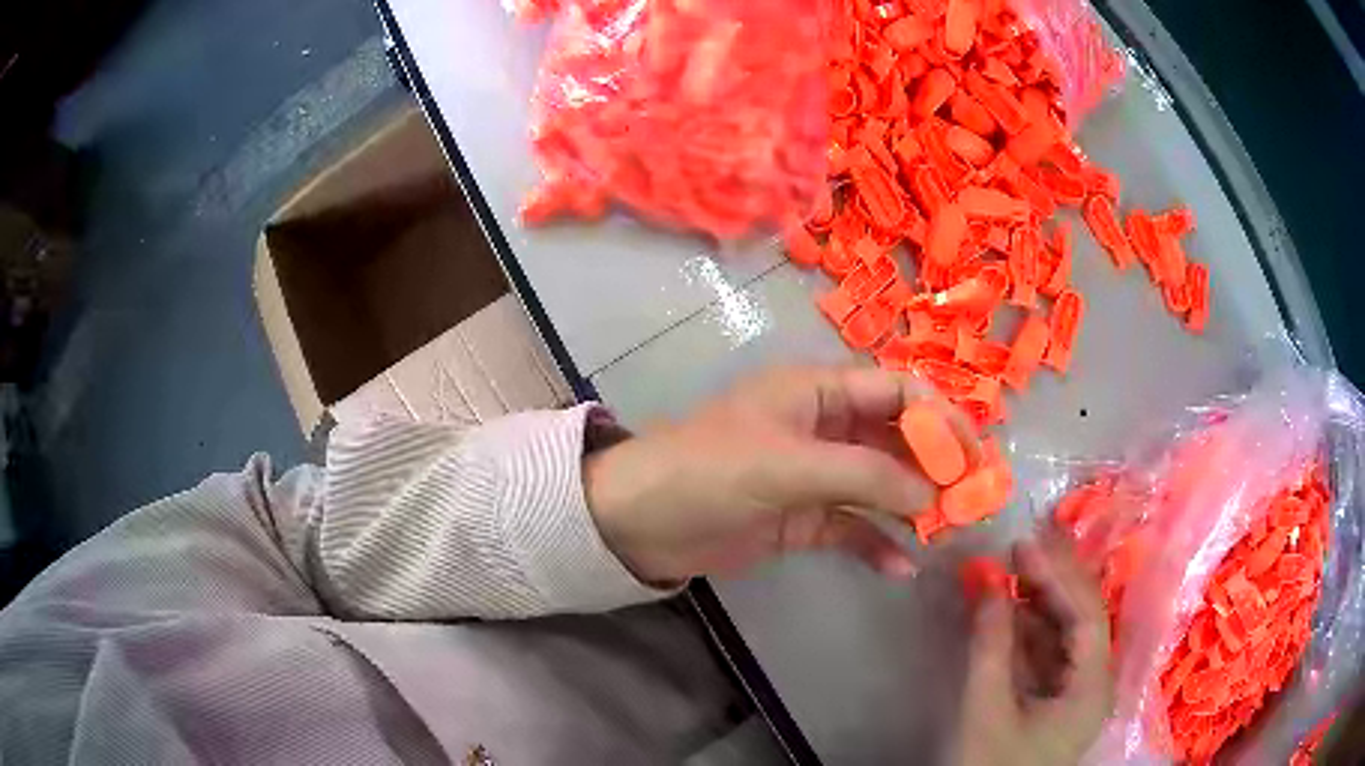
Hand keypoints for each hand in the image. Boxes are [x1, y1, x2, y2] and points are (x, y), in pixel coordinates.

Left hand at [584, 365, 978, 583]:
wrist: (639, 522)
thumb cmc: (709, 472)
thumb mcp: (788, 466)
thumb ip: (864, 476)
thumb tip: (933, 495)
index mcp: (818, 392)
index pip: (897, 391)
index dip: (939, 418)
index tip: (972, 457)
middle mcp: (824, 427)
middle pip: (897, 439)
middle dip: (936, 466)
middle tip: (973, 500)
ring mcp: (815, 475)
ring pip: (881, 485)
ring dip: (914, 507)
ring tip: (949, 534)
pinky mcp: (803, 518)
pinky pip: (853, 527)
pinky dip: (877, 545)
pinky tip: (901, 568)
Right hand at [958, 534, 1113, 765]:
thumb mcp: (986, 708)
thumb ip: (990, 643)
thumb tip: (986, 579)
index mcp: (1092, 686)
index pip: (1085, 615)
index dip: (1057, 575)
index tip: (1022, 545)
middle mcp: (1095, 682)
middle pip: (1082, 618)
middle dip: (1052, 581)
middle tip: (1018, 548)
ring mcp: (1078, 692)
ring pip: (1067, 634)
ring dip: (1038, 603)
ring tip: (1009, 574)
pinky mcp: (1059, 700)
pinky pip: (1051, 653)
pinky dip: (1029, 630)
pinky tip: (1008, 613)